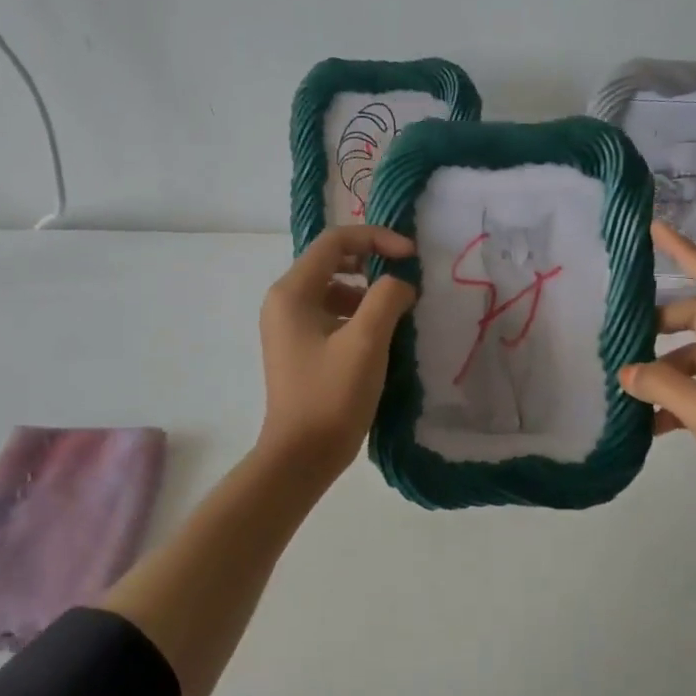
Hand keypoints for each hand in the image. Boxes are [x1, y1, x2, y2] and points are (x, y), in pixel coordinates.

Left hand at [256, 226, 417, 479]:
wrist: (300, 457)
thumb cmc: (332, 396)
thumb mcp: (366, 342)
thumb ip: (387, 298)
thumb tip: (400, 284)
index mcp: (292, 292)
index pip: (335, 241)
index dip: (377, 239)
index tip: (411, 256)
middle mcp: (284, 302)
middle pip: (332, 261)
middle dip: (372, 263)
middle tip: (405, 280)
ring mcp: (288, 327)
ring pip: (333, 289)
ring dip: (367, 292)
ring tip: (396, 314)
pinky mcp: (299, 348)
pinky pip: (330, 314)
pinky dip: (357, 315)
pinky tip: (380, 338)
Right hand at [620, 222, 695, 540]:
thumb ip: (662, 385)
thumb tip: (626, 372)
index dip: (685, 253)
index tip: (654, 229)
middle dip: (660, 326)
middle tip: (621, 336)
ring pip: (694, 359)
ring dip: (663, 371)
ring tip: (628, 390)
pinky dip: (674, 400)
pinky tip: (648, 424)